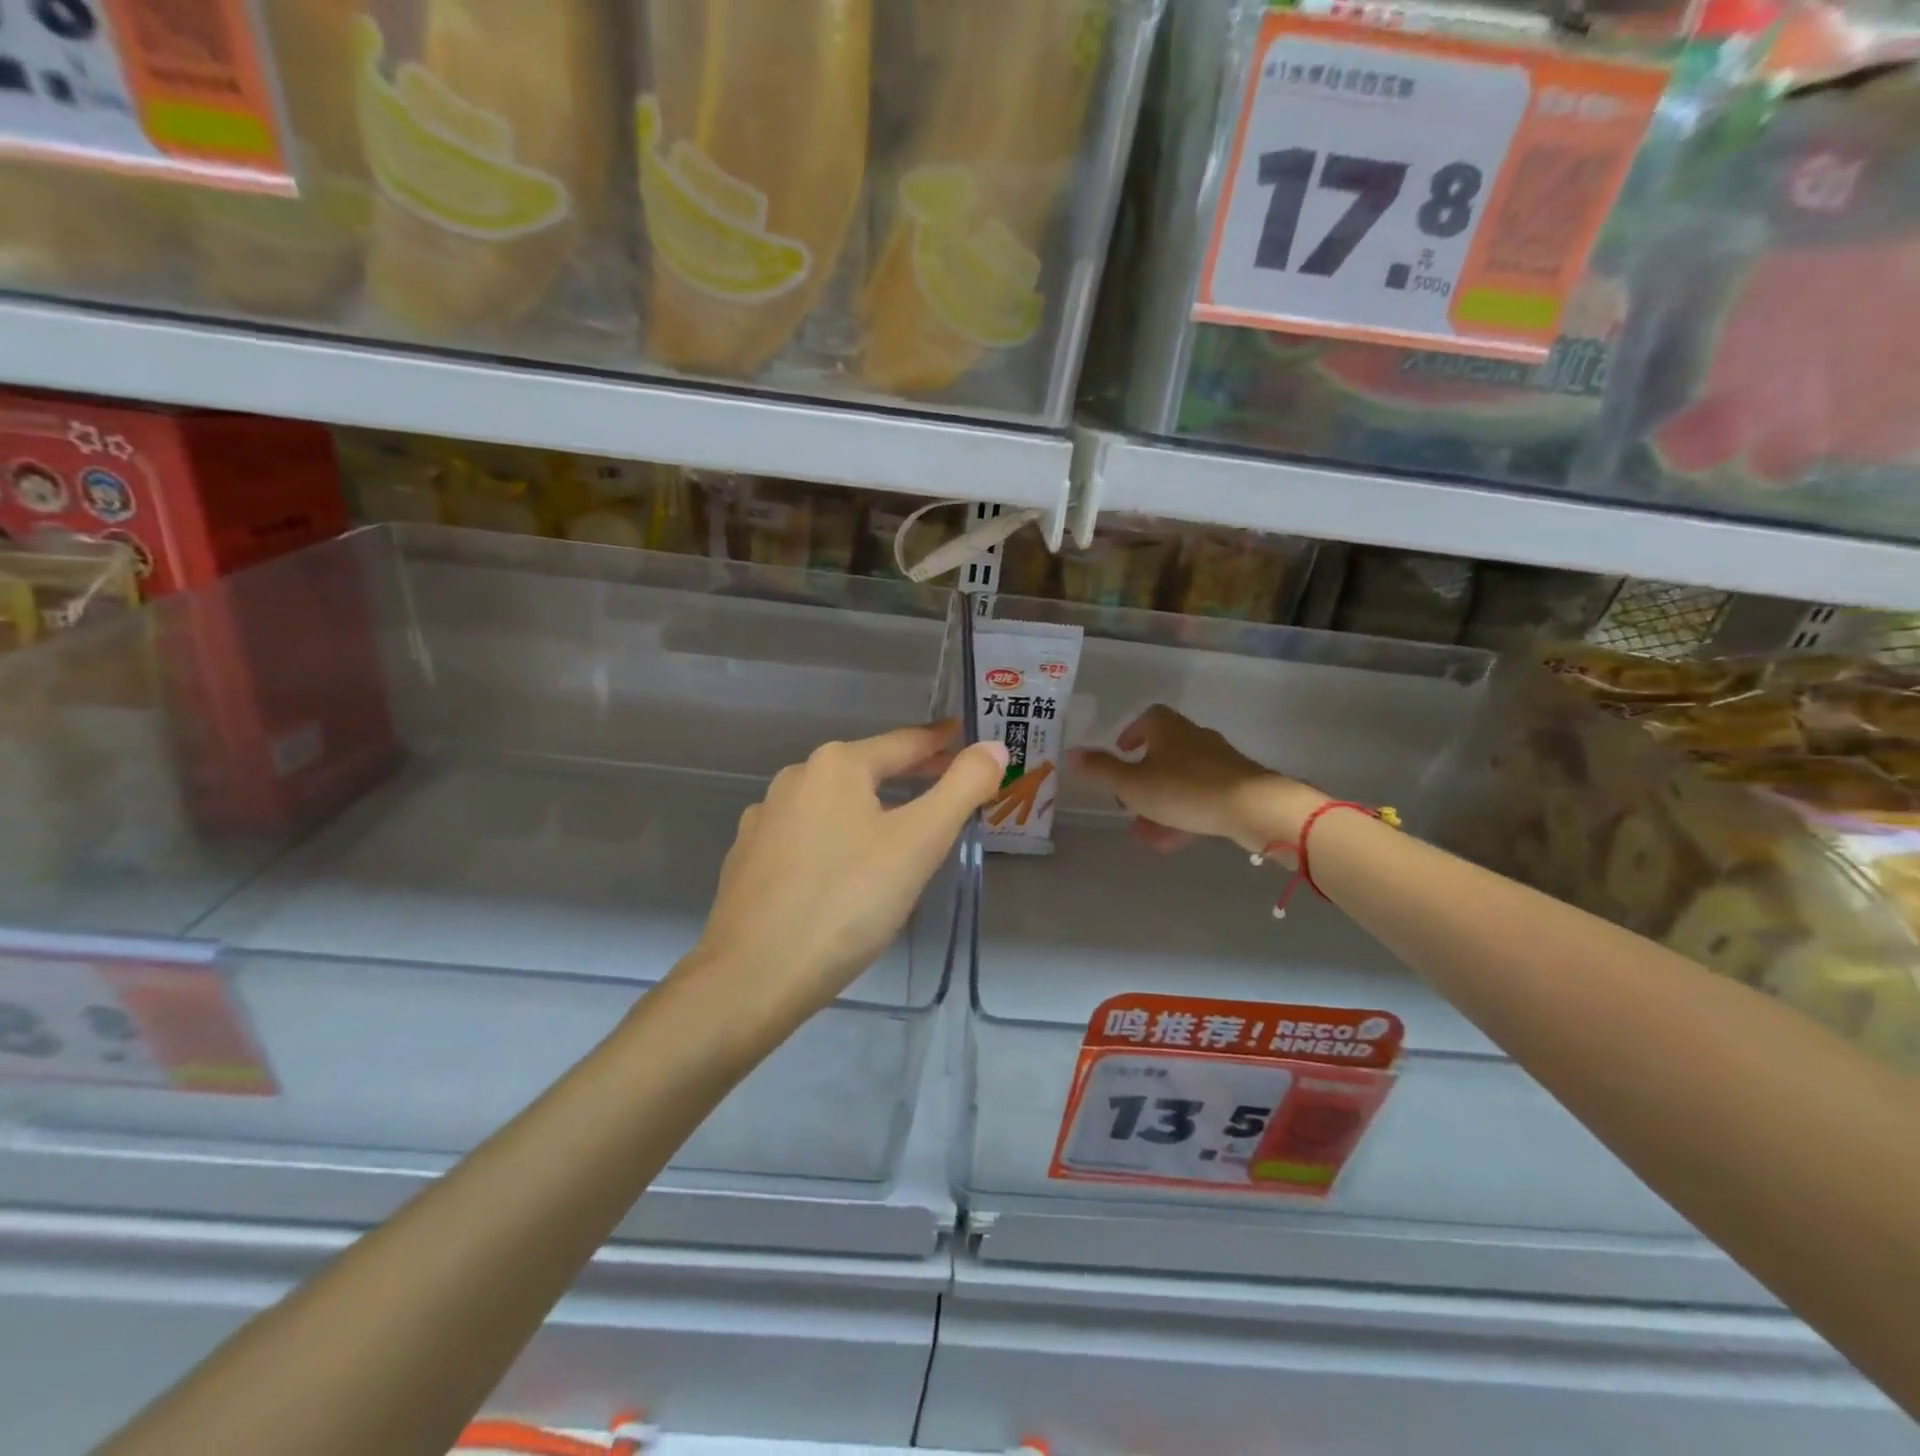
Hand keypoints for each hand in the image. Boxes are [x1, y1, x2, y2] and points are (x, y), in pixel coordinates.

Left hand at [685, 723, 1007, 1027]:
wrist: (753, 976)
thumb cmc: (847, 901)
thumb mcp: (919, 842)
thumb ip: (962, 788)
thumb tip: (993, 747)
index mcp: (837, 765)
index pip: (904, 743)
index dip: (941, 742)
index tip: (966, 738)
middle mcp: (795, 779)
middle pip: (867, 770)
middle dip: (910, 777)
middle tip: (949, 789)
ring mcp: (764, 819)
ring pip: (834, 805)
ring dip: (872, 810)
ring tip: (902, 836)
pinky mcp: (748, 858)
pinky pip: (807, 837)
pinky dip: (837, 840)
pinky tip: (845, 872)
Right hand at [1069, 705, 1324, 854]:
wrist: (1253, 808)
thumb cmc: (1184, 788)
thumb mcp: (1132, 783)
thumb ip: (1101, 769)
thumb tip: (1071, 753)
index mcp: (1168, 728)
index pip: (1148, 718)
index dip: (1131, 733)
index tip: (1121, 752)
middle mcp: (1194, 738)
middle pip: (1164, 751)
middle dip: (1143, 776)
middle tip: (1127, 798)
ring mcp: (1218, 763)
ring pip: (1181, 780)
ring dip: (1160, 802)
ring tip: (1143, 831)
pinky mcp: (1236, 787)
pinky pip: (1201, 798)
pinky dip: (1183, 814)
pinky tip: (1170, 841)